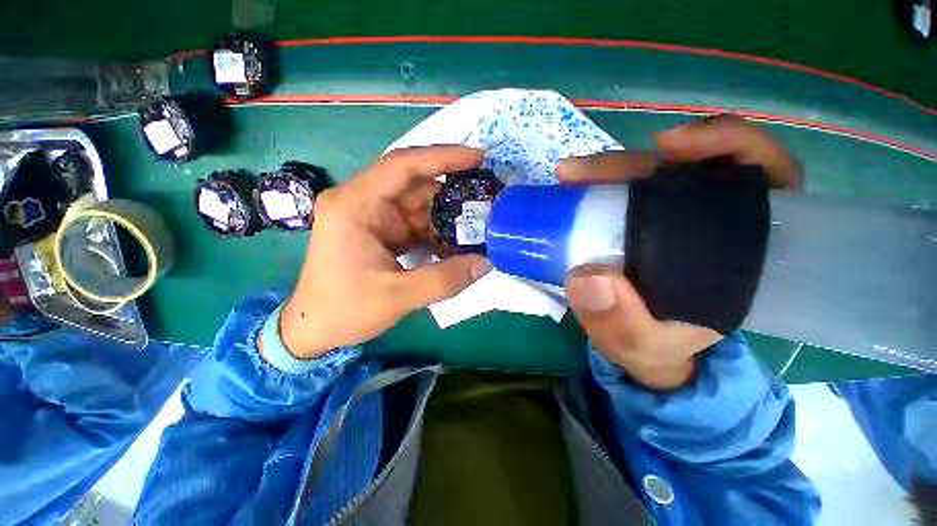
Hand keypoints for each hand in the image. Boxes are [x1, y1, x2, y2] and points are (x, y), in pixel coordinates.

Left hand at [269, 146, 491, 359]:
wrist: (315, 329)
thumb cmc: (345, 310)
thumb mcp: (398, 297)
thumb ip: (445, 279)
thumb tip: (486, 262)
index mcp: (354, 205)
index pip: (402, 165)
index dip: (443, 157)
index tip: (478, 158)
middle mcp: (362, 201)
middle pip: (414, 184)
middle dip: (451, 192)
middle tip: (486, 199)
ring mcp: (373, 216)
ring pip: (419, 205)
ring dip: (447, 215)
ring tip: (479, 224)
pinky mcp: (382, 231)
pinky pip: (416, 223)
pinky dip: (438, 231)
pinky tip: (457, 242)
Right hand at [556, 115, 802, 389]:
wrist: (640, 349)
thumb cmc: (655, 347)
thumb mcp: (640, 346)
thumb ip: (622, 324)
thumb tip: (589, 278)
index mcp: (743, 249)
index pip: (764, 177)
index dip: (729, 146)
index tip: (675, 147)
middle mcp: (710, 223)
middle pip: (687, 169)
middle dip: (639, 163)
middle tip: (587, 173)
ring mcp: (671, 221)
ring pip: (652, 174)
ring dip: (614, 168)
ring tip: (574, 175)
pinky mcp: (640, 225)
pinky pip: (627, 191)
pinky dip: (605, 180)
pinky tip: (581, 183)